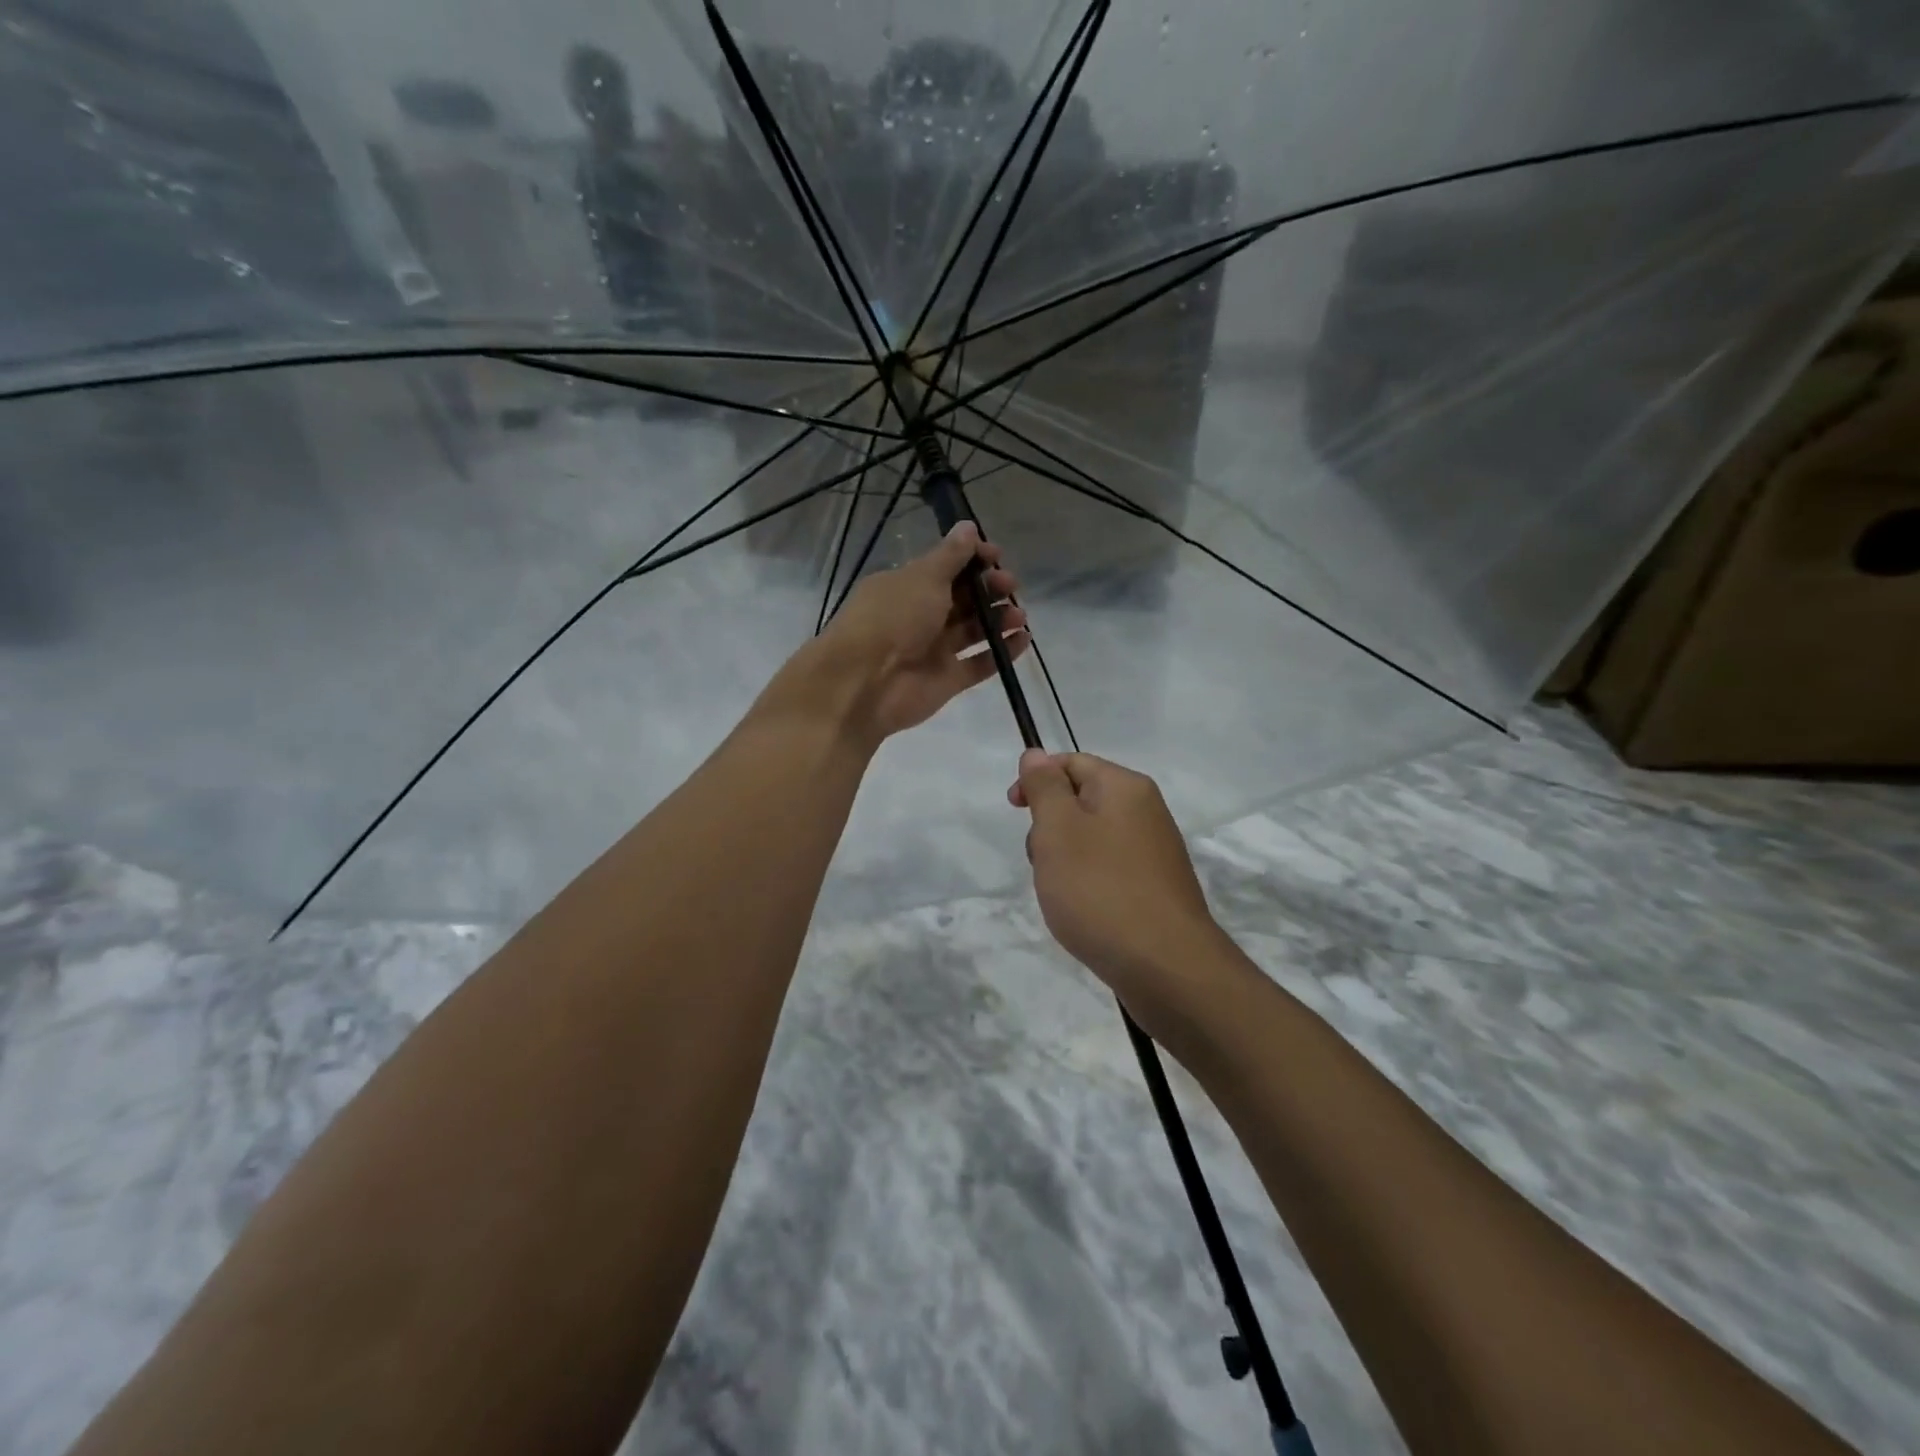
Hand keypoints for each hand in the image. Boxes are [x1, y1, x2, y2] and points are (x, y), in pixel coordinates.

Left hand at [772, 523, 1027, 744]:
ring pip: (972, 631)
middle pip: (962, 599)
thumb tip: (969, 527)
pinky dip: (1001, 653)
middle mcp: (919, 617)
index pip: (945, 568)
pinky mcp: (946, 681)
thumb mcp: (923, 577)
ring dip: (998, 620)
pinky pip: (979, 664)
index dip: (972, 560)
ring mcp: (933, 651)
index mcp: (906, 587)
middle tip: (1010, 586)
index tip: (996, 556)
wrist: (865, 683)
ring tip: (1019, 615)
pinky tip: (1023, 640)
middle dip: (989, 589)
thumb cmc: (893, 618)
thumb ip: (951, 555)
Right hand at [1011, 750, 1232, 1023]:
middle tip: (1042, 861)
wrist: (1166, 967)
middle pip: (1082, 801)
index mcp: (1125, 788)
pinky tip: (1084, 913)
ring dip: (1065, 859)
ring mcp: (1155, 852)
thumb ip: (1044, 787)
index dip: (1037, 780)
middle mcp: (1146, 811)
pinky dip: (1087, 883)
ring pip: (1092, 839)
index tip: (1014, 811)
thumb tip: (1036, 753)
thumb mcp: (1058, 830)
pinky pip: (1109, 870)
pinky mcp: (1157, 889)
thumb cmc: (1100, 890)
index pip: (1071, 763)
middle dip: (1050, 826)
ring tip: (1061, 894)